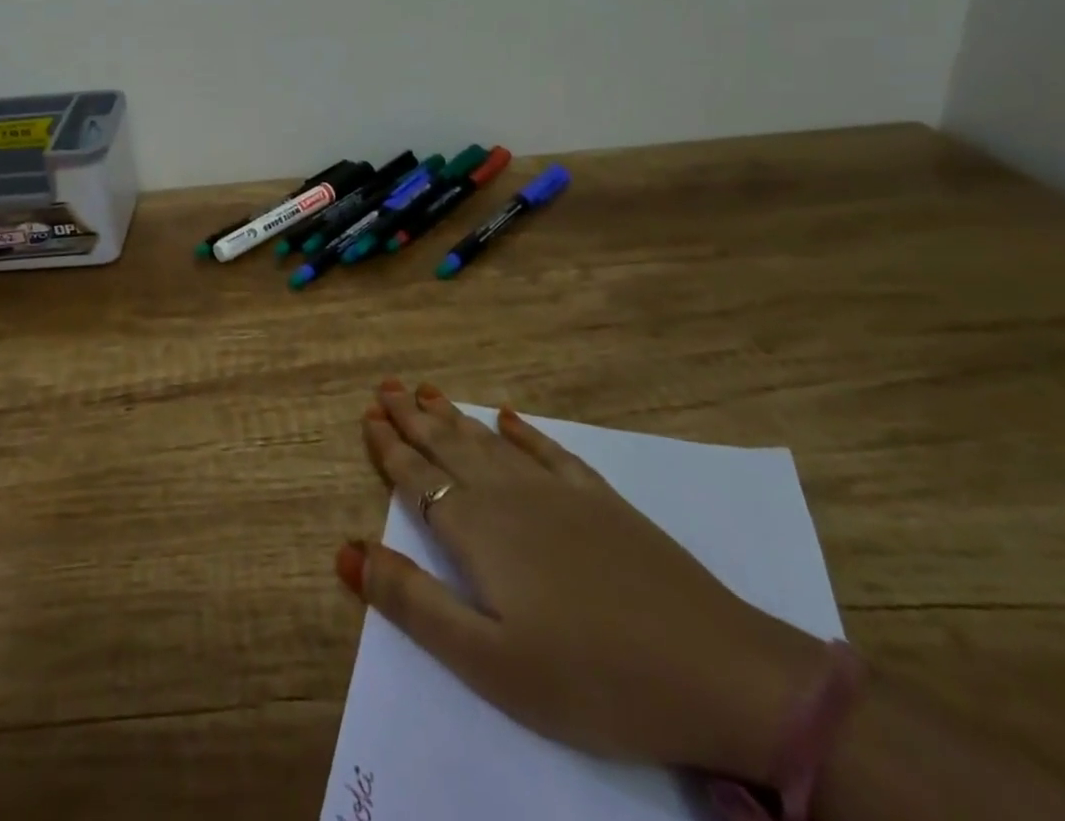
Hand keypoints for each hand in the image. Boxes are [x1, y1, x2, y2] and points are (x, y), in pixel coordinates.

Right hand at [339, 380, 826, 783]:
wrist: (718, 672)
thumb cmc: (591, 678)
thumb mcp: (489, 661)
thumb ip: (413, 603)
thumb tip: (346, 552)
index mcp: (478, 532)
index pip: (418, 479)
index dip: (390, 448)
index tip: (367, 417)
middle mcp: (510, 497)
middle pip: (449, 447)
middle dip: (413, 417)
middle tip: (386, 386)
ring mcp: (560, 493)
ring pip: (490, 442)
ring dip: (454, 416)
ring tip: (426, 390)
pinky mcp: (602, 501)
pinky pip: (549, 452)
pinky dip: (524, 432)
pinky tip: (510, 418)